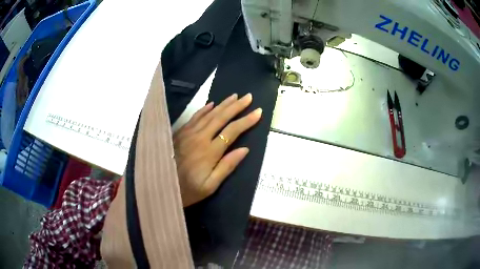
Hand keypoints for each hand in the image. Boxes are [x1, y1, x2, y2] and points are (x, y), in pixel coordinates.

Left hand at [173, 93, 261, 206]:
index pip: (232, 131)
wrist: (158, 184)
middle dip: (237, 106)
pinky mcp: (180, 132)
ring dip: (223, 104)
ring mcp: (188, 133)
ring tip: (235, 96)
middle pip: (221, 117)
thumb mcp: (209, 186)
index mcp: (210, 152)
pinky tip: (211, 103)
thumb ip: (227, 167)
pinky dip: (204, 109)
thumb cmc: (187, 190)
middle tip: (249, 97)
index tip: (258, 112)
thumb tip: (245, 149)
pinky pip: (194, 117)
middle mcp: (200, 138)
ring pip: (209, 114)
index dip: (246, 120)